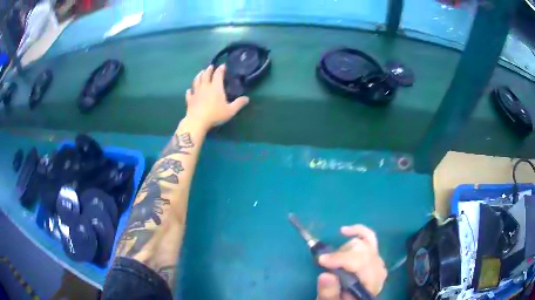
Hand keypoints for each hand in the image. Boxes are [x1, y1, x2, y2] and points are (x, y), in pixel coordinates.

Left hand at [185, 65, 248, 129]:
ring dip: (199, 75)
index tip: (223, 65)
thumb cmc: (215, 115)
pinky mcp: (190, 100)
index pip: (218, 74)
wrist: (197, 121)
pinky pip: (189, 93)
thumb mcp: (230, 110)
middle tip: (211, 66)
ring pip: (196, 81)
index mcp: (216, 87)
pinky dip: (190, 90)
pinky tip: (189, 90)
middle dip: (209, 70)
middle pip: (206, 75)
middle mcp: (205, 87)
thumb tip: (247, 98)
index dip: (221, 69)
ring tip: (200, 73)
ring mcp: (196, 92)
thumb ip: (239, 104)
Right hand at [316, 225, 386, 299]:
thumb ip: (329, 292)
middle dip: (342, 254)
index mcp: (371, 284)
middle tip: (326, 265)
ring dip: (345, 249)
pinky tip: (344, 231)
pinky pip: (370, 237)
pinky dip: (357, 231)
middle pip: (363, 250)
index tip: (321, 260)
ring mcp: (378, 261)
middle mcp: (379, 270)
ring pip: (364, 242)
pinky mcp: (374, 256)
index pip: (362, 262)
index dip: (341, 258)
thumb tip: (325, 275)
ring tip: (333, 262)